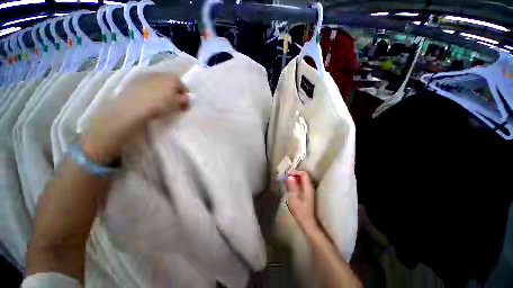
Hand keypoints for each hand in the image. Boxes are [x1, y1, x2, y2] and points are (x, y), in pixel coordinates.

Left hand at [81, 72, 188, 163]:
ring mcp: (145, 77)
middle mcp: (159, 73)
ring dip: (162, 92)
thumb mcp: (177, 104)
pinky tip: (149, 101)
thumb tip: (185, 98)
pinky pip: (148, 86)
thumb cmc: (159, 105)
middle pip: (171, 83)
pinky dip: (151, 92)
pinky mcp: (134, 82)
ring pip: (159, 84)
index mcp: (171, 78)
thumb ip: (184, 100)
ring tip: (160, 103)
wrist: (132, 109)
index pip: (183, 86)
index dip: (185, 96)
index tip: (184, 105)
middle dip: (174, 92)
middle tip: (173, 104)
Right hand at [285, 170, 319, 234]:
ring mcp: (308, 191)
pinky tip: (287, 188)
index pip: (303, 174)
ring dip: (292, 180)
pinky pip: (300, 185)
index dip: (295, 172)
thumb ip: (292, 187)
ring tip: (284, 182)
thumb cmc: (300, 212)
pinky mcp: (305, 195)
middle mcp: (309, 187)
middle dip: (293, 175)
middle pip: (302, 176)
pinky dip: (293, 185)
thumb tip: (290, 176)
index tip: (287, 174)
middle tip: (284, 178)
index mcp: (307, 187)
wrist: (307, 223)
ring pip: (300, 181)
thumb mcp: (294, 199)